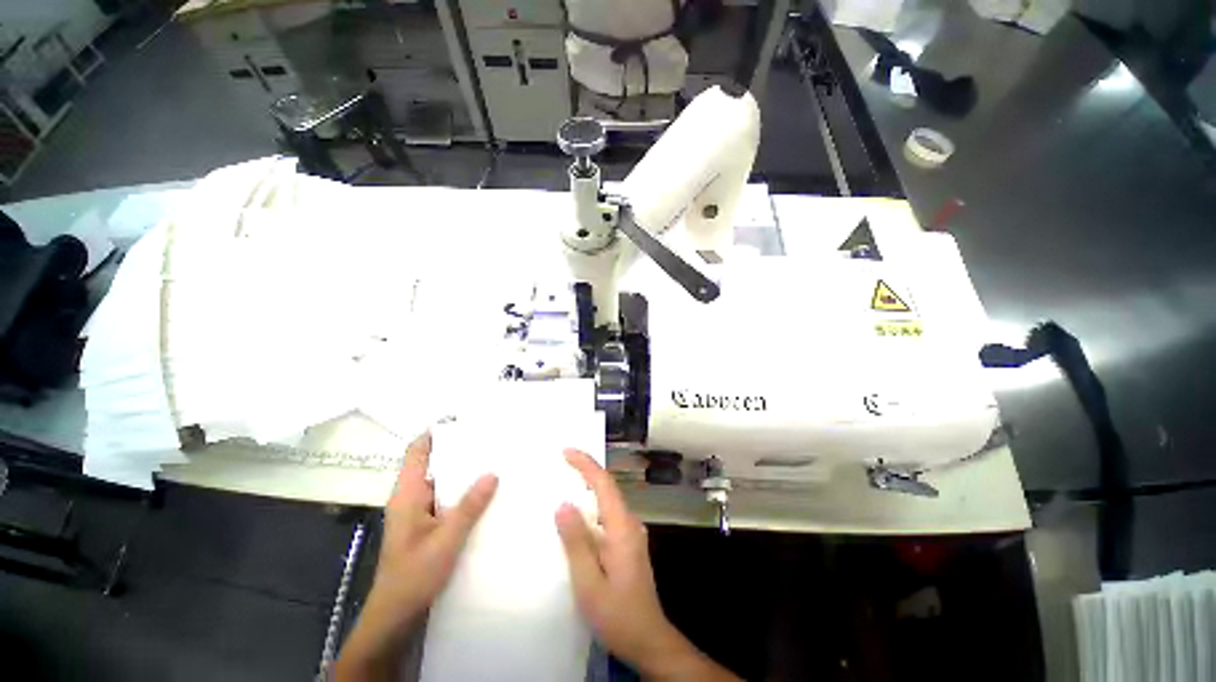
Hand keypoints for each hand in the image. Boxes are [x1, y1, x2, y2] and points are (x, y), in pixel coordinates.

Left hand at [336, 433, 497, 680]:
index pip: (417, 451)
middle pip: (434, 462)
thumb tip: (493, 472)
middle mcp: (412, 497)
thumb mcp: (445, 541)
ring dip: (465, 470)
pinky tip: (488, 491)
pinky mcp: (429, 524)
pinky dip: (465, 489)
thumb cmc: (413, 577)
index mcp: (407, 494)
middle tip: (491, 438)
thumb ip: (469, 507)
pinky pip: (448, 497)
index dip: (436, 432)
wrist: (396, 617)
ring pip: (443, 480)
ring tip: (496, 459)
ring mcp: (420, 511)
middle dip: (459, 449)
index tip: (465, 420)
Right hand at [555, 449, 738, 681]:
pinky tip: (580, 513)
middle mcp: (630, 523)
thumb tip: (563, 505)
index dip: (586, 464)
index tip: (567, 452)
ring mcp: (631, 533)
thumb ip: (576, 543)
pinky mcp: (628, 543)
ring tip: (568, 479)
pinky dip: (593, 505)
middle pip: (608, 487)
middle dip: (587, 470)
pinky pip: (609, 514)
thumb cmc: (617, 614)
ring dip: (590, 486)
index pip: (604, 484)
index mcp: (622, 528)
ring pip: (609, 500)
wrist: (648, 639)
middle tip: (563, 461)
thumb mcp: (589, 583)